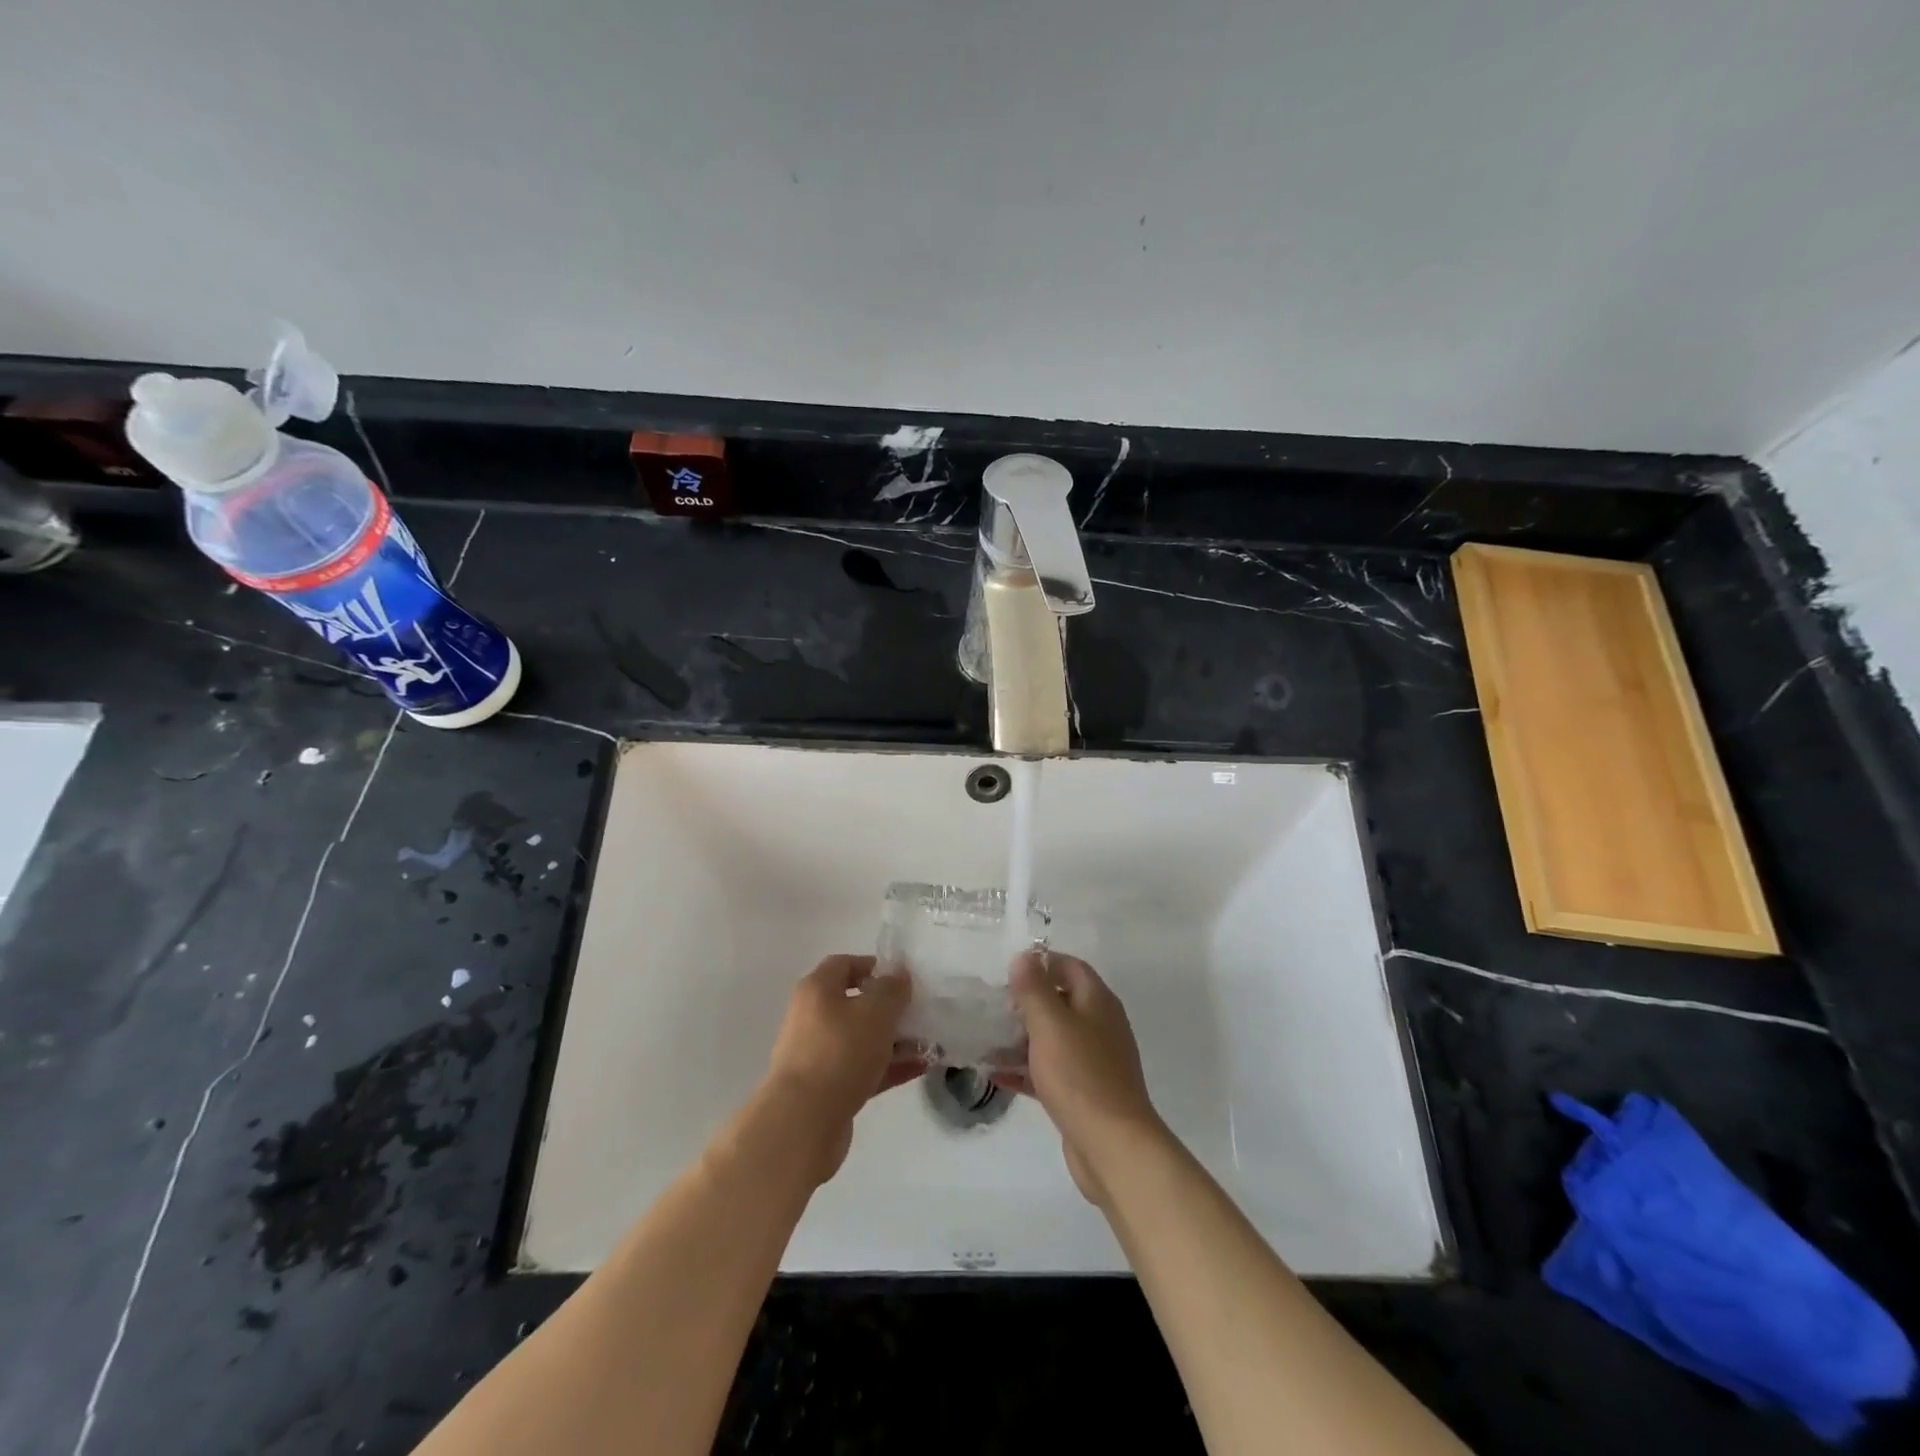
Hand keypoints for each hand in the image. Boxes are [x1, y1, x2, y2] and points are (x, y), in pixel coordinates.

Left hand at [763, 954, 919, 1184]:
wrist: (803, 1122)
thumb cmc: (840, 1052)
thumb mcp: (876, 1012)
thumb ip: (892, 989)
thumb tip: (898, 974)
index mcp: (817, 990)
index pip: (845, 964)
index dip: (874, 966)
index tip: (903, 979)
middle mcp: (813, 1017)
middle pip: (855, 1003)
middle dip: (890, 1008)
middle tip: (920, 1013)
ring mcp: (819, 1055)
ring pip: (862, 1039)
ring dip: (895, 1040)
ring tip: (930, 1044)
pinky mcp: (827, 1088)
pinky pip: (863, 1069)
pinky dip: (889, 1067)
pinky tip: (920, 1068)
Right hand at [999, 951, 1164, 1206]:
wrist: (1112, 1146)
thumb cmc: (1080, 1075)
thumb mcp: (1050, 1024)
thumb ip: (1034, 989)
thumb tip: (1024, 956)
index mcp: (1098, 1002)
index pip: (1070, 967)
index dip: (1041, 963)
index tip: (1007, 972)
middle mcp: (1100, 1026)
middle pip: (1061, 1002)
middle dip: (1026, 1002)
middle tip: (992, 1006)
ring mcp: (1094, 1061)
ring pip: (1053, 1039)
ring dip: (1022, 1037)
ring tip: (986, 1038)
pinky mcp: (1084, 1093)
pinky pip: (1051, 1071)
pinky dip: (1027, 1069)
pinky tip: (997, 1074)